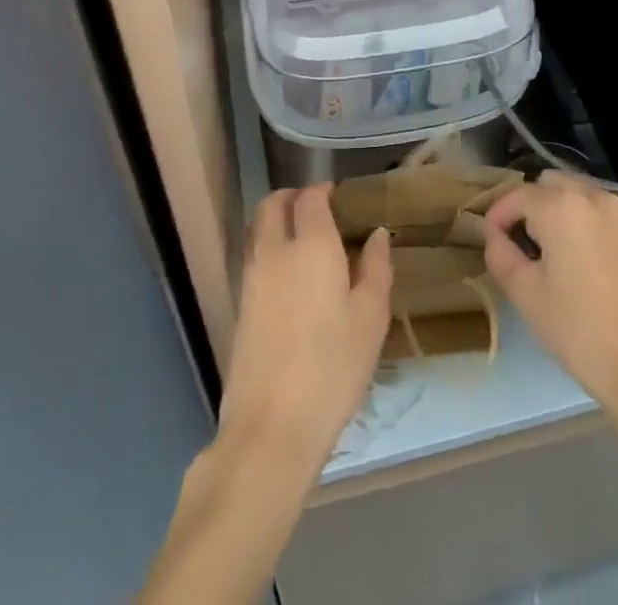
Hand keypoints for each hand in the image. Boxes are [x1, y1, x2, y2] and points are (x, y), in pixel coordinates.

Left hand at [216, 185, 392, 480]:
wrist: (272, 425)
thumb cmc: (333, 367)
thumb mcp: (371, 318)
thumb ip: (375, 268)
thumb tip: (377, 234)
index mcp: (311, 245)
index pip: (310, 198)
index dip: (322, 191)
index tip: (337, 196)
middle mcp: (275, 251)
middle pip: (273, 204)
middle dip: (291, 197)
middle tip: (315, 207)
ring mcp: (252, 277)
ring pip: (258, 228)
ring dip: (276, 219)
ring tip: (302, 237)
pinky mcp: (240, 304)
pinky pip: (253, 256)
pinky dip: (268, 247)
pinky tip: (289, 274)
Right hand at [482, 173, 617, 411]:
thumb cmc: (576, 329)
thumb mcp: (523, 292)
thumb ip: (499, 252)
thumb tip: (496, 235)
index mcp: (562, 206)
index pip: (518, 194)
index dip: (499, 214)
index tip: (492, 237)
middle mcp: (596, 198)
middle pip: (553, 183)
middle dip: (534, 205)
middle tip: (526, 242)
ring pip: (585, 196)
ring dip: (566, 212)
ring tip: (560, 251)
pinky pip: (612, 220)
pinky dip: (596, 230)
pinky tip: (595, 267)